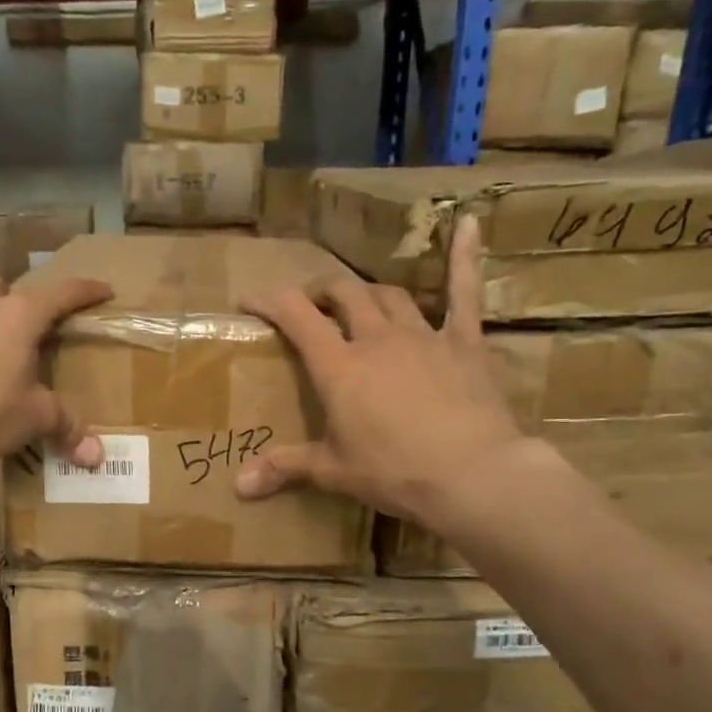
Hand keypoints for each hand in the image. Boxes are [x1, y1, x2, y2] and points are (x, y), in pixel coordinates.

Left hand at [0, 271, 113, 464]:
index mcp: (20, 315)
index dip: (86, 291)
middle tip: (29, 322)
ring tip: (2, 355)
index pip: (62, 293)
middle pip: (0, 286)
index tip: (105, 290)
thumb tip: (96, 457)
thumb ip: (65, 428)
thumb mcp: (35, 417)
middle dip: (15, 296)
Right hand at [235, 215, 529, 526]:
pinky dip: (465, 259)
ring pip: (388, 295)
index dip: (270, 301)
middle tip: (311, 305)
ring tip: (357, 300)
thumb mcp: (333, 472)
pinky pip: (464, 294)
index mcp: (339, 367)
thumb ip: (285, 467)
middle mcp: (376, 338)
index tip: (251, 299)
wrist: (472, 474)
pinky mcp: (464, 343)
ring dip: (367, 292)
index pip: (296, 316)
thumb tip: (239, 487)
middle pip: (343, 294)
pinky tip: (470, 224)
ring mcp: (422, 336)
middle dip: (321, 292)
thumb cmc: (394, 472)